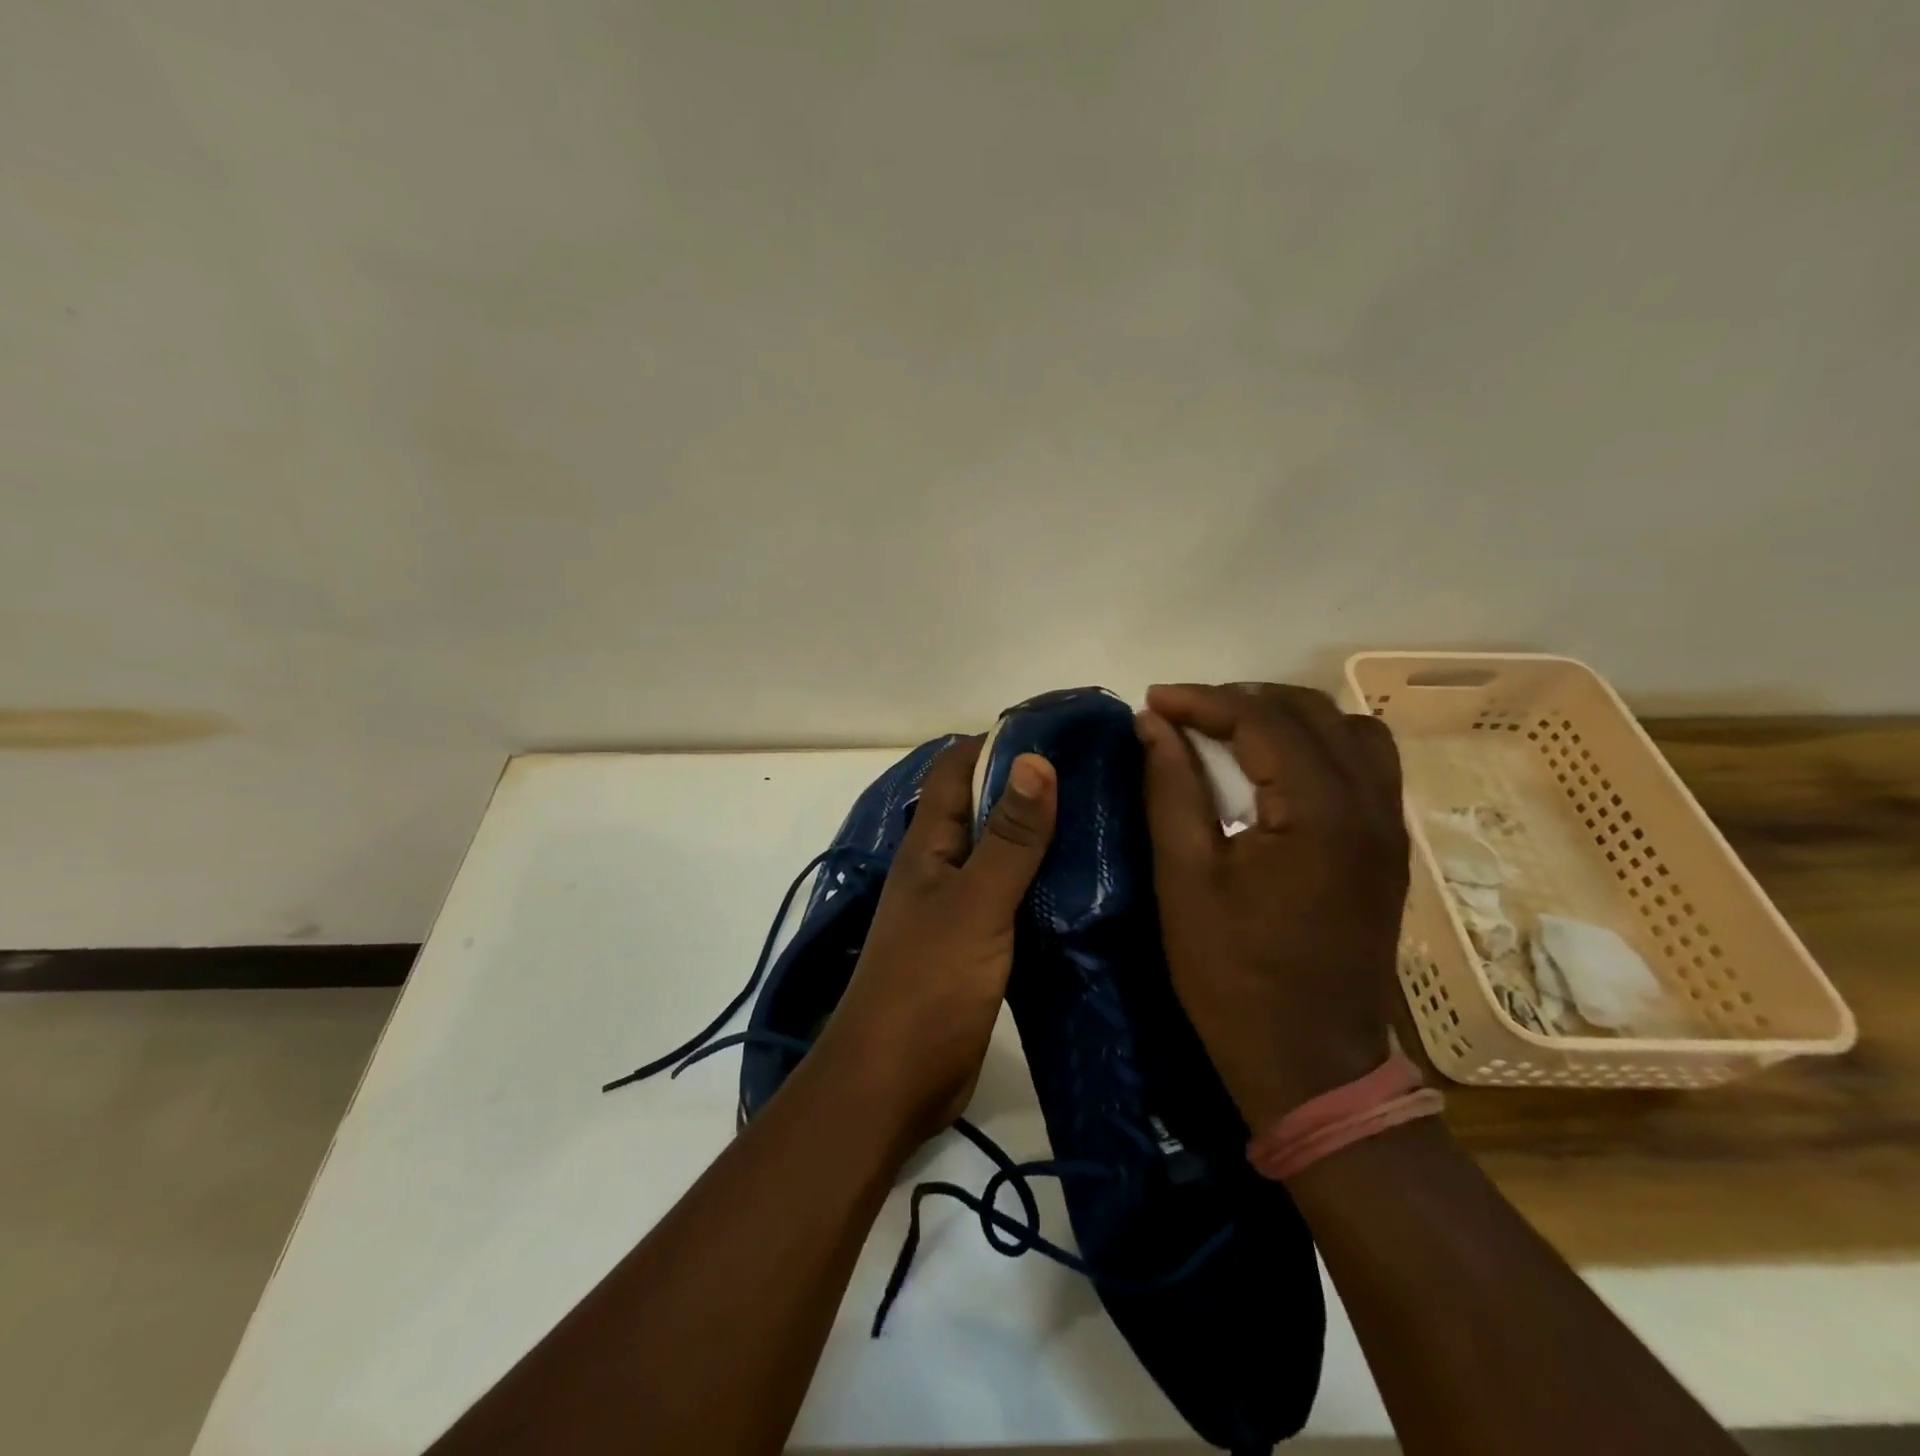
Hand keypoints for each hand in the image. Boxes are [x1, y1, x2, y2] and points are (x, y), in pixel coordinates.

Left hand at [814, 736, 1056, 1146]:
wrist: (894, 1083)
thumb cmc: (928, 985)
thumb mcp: (975, 904)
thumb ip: (1009, 838)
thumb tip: (1035, 759)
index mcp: (930, 845)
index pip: (957, 769)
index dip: (999, 742)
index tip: (1058, 729)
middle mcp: (941, 867)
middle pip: (983, 808)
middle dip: (1029, 785)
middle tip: (1095, 773)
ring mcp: (957, 908)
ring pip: (1000, 853)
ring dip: (1038, 835)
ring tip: (1100, 819)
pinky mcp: (977, 945)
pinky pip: (1012, 897)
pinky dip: (1041, 883)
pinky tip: (1083, 884)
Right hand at [1136, 683, 1409, 1127]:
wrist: (1311, 1063)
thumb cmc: (1234, 975)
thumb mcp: (1185, 878)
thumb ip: (1171, 788)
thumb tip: (1153, 724)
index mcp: (1319, 811)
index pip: (1262, 719)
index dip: (1201, 700)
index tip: (1152, 700)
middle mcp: (1369, 805)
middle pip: (1311, 712)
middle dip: (1241, 701)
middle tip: (1184, 717)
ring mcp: (1388, 827)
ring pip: (1348, 731)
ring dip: (1286, 718)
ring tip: (1230, 734)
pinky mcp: (1388, 850)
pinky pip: (1363, 766)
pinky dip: (1317, 747)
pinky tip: (1276, 772)